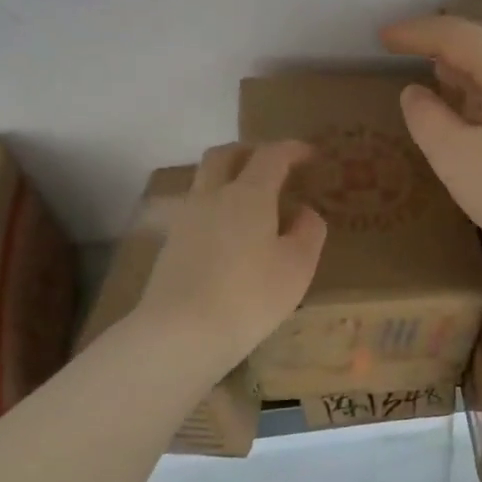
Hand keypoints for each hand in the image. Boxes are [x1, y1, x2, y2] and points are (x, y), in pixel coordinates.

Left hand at [137, 141, 326, 368]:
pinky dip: (217, 208)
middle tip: (273, 165)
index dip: (293, 149)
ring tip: (252, 202)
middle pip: (225, 155)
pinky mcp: (171, 245)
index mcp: (248, 194)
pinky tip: (230, 235)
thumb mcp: (297, 267)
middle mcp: (212, 196)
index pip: (271, 155)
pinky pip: (197, 210)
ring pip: (205, 181)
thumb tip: (304, 211)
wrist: (180, 332)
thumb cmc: (250, 296)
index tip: (311, 154)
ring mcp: (186, 219)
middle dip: (250, 151)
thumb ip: (308, 231)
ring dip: (228, 178)